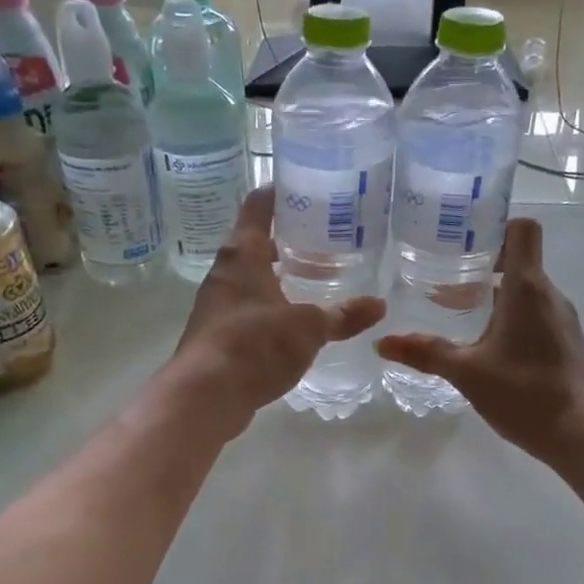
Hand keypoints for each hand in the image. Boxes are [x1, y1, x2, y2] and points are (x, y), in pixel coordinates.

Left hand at [166, 186, 384, 434]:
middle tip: (326, 238)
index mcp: (243, 254)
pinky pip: (249, 309)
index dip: (280, 191)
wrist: (204, 397)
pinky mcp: (218, 335)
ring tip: (317, 278)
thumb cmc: (254, 346)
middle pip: (255, 241)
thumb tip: (380, 305)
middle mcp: (225, 272)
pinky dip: (272, 307)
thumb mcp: (308, 328)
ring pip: (253, 277)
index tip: (307, 187)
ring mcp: (218, 305)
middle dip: (288, 239)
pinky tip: (296, 322)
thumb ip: (343, 315)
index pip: (259, 205)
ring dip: (280, 275)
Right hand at [373, 218, 583, 462]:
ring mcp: (561, 319)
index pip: (521, 229)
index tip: (460, 241)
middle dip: (481, 267)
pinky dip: (509, 317)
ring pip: (525, 290)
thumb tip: (382, 343)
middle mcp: (549, 294)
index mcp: (527, 288)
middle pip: (518, 260)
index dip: (493, 225)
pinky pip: (534, 313)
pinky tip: (485, 345)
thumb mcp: (467, 372)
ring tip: (457, 314)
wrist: (581, 435)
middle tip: (443, 281)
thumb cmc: (524, 393)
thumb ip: (425, 353)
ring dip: (493, 295)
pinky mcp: (565, 341)